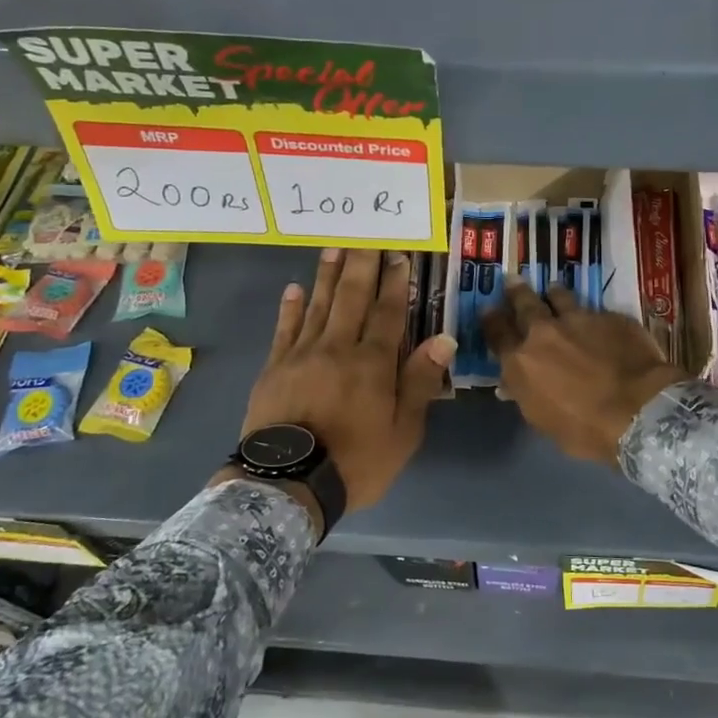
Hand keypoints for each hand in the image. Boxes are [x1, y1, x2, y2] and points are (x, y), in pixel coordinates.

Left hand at [240, 249, 454, 512]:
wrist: (289, 482)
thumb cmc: (356, 462)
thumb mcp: (403, 431)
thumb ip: (420, 382)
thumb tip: (443, 339)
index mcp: (373, 363)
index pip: (387, 312)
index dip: (395, 283)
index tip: (399, 255)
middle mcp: (338, 348)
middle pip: (351, 298)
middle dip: (361, 265)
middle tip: (366, 234)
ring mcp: (302, 355)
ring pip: (318, 305)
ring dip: (327, 275)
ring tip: (334, 247)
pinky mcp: (274, 367)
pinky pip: (284, 329)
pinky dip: (290, 307)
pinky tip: (294, 288)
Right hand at [483, 282, 689, 463]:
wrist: (637, 410)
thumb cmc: (584, 429)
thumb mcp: (542, 420)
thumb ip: (526, 394)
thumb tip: (512, 384)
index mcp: (521, 361)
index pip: (496, 333)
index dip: (490, 319)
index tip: (488, 309)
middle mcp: (544, 333)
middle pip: (524, 303)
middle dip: (516, 292)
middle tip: (512, 281)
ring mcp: (579, 319)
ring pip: (560, 297)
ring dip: (553, 293)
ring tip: (552, 289)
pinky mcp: (611, 317)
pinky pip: (595, 310)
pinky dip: (591, 314)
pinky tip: (596, 318)